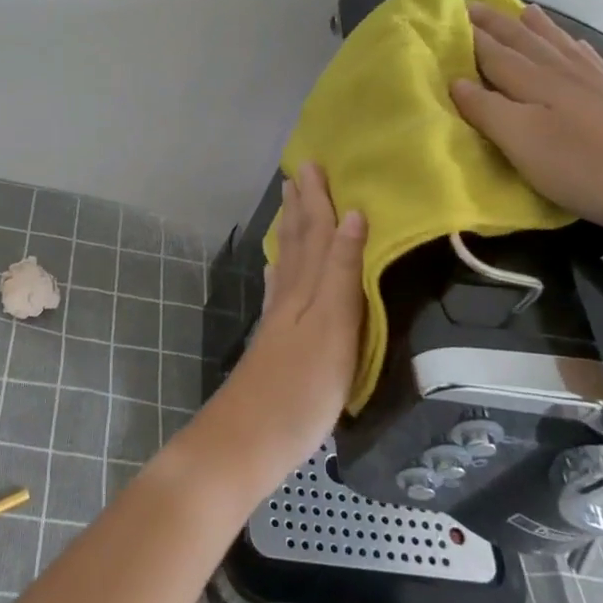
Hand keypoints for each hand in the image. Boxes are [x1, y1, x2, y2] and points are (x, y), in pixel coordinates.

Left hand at [219, 163, 366, 460]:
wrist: (249, 438)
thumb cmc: (302, 388)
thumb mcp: (335, 326)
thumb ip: (342, 271)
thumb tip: (352, 215)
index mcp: (310, 289)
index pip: (317, 234)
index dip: (318, 200)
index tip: (314, 165)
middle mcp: (291, 296)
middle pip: (298, 242)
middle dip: (302, 206)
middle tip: (298, 172)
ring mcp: (279, 319)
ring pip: (287, 262)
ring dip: (290, 230)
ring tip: (289, 205)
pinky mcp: (273, 342)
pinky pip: (278, 290)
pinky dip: (280, 269)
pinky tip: (277, 267)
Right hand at [451, 2, 602, 239]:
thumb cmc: (578, 166)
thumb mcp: (521, 142)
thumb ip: (486, 109)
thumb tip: (457, 81)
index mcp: (534, 83)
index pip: (494, 53)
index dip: (471, 37)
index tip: (450, 18)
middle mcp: (562, 73)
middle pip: (524, 42)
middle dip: (497, 24)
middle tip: (475, 6)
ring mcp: (594, 82)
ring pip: (558, 44)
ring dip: (536, 27)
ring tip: (524, 10)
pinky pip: (589, 59)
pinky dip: (575, 46)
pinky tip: (575, 43)